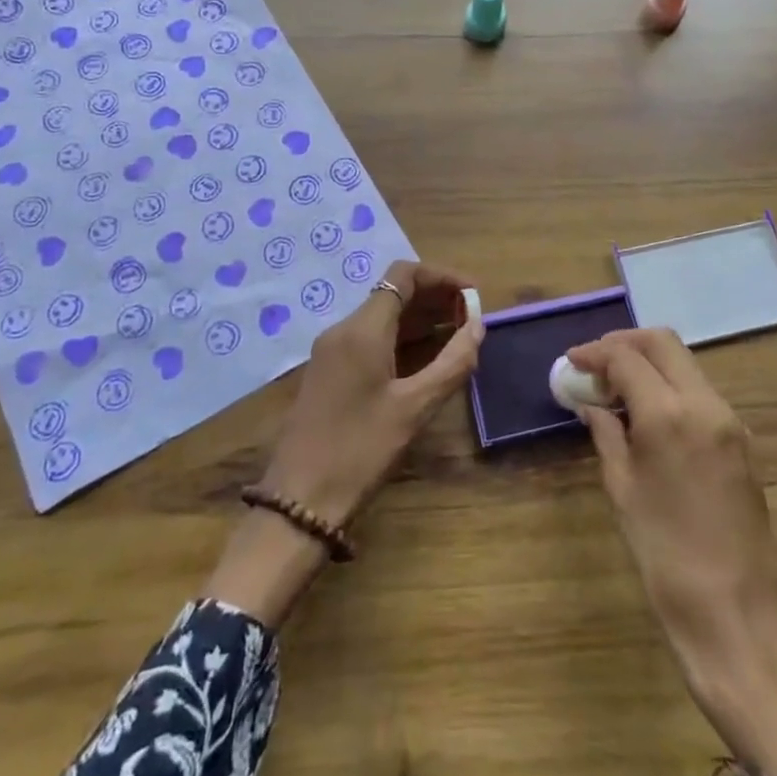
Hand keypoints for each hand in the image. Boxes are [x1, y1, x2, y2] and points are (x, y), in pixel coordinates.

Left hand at [206, 261, 482, 626]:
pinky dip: (403, 339)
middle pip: (393, 293)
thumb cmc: (360, 450)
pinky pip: (371, 339)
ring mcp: (332, 351)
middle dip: (435, 298)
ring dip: (421, 319)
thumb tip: (478, 326)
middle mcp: (344, 329)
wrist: (299, 500)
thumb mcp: (414, 408)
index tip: (474, 295)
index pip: (404, 275)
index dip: (442, 277)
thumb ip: (452, 363)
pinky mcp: (330, 372)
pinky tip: (427, 360)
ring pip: (383, 317)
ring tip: (458, 336)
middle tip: (472, 318)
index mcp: (362, 329)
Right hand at [568, 329, 776, 775]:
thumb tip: (593, 404)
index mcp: (669, 414)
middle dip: (624, 343)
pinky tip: (646, 412)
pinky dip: (670, 386)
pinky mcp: (742, 440)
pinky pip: (700, 391)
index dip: (594, 352)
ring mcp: (730, 420)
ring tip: (615, 388)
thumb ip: (607, 435)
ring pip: (685, 364)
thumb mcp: (622, 491)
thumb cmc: (666, 558)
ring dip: (649, 363)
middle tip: (594, 364)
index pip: (627, 356)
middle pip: (662, 343)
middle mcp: (705, 404)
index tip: (571, 362)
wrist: (738, 616)